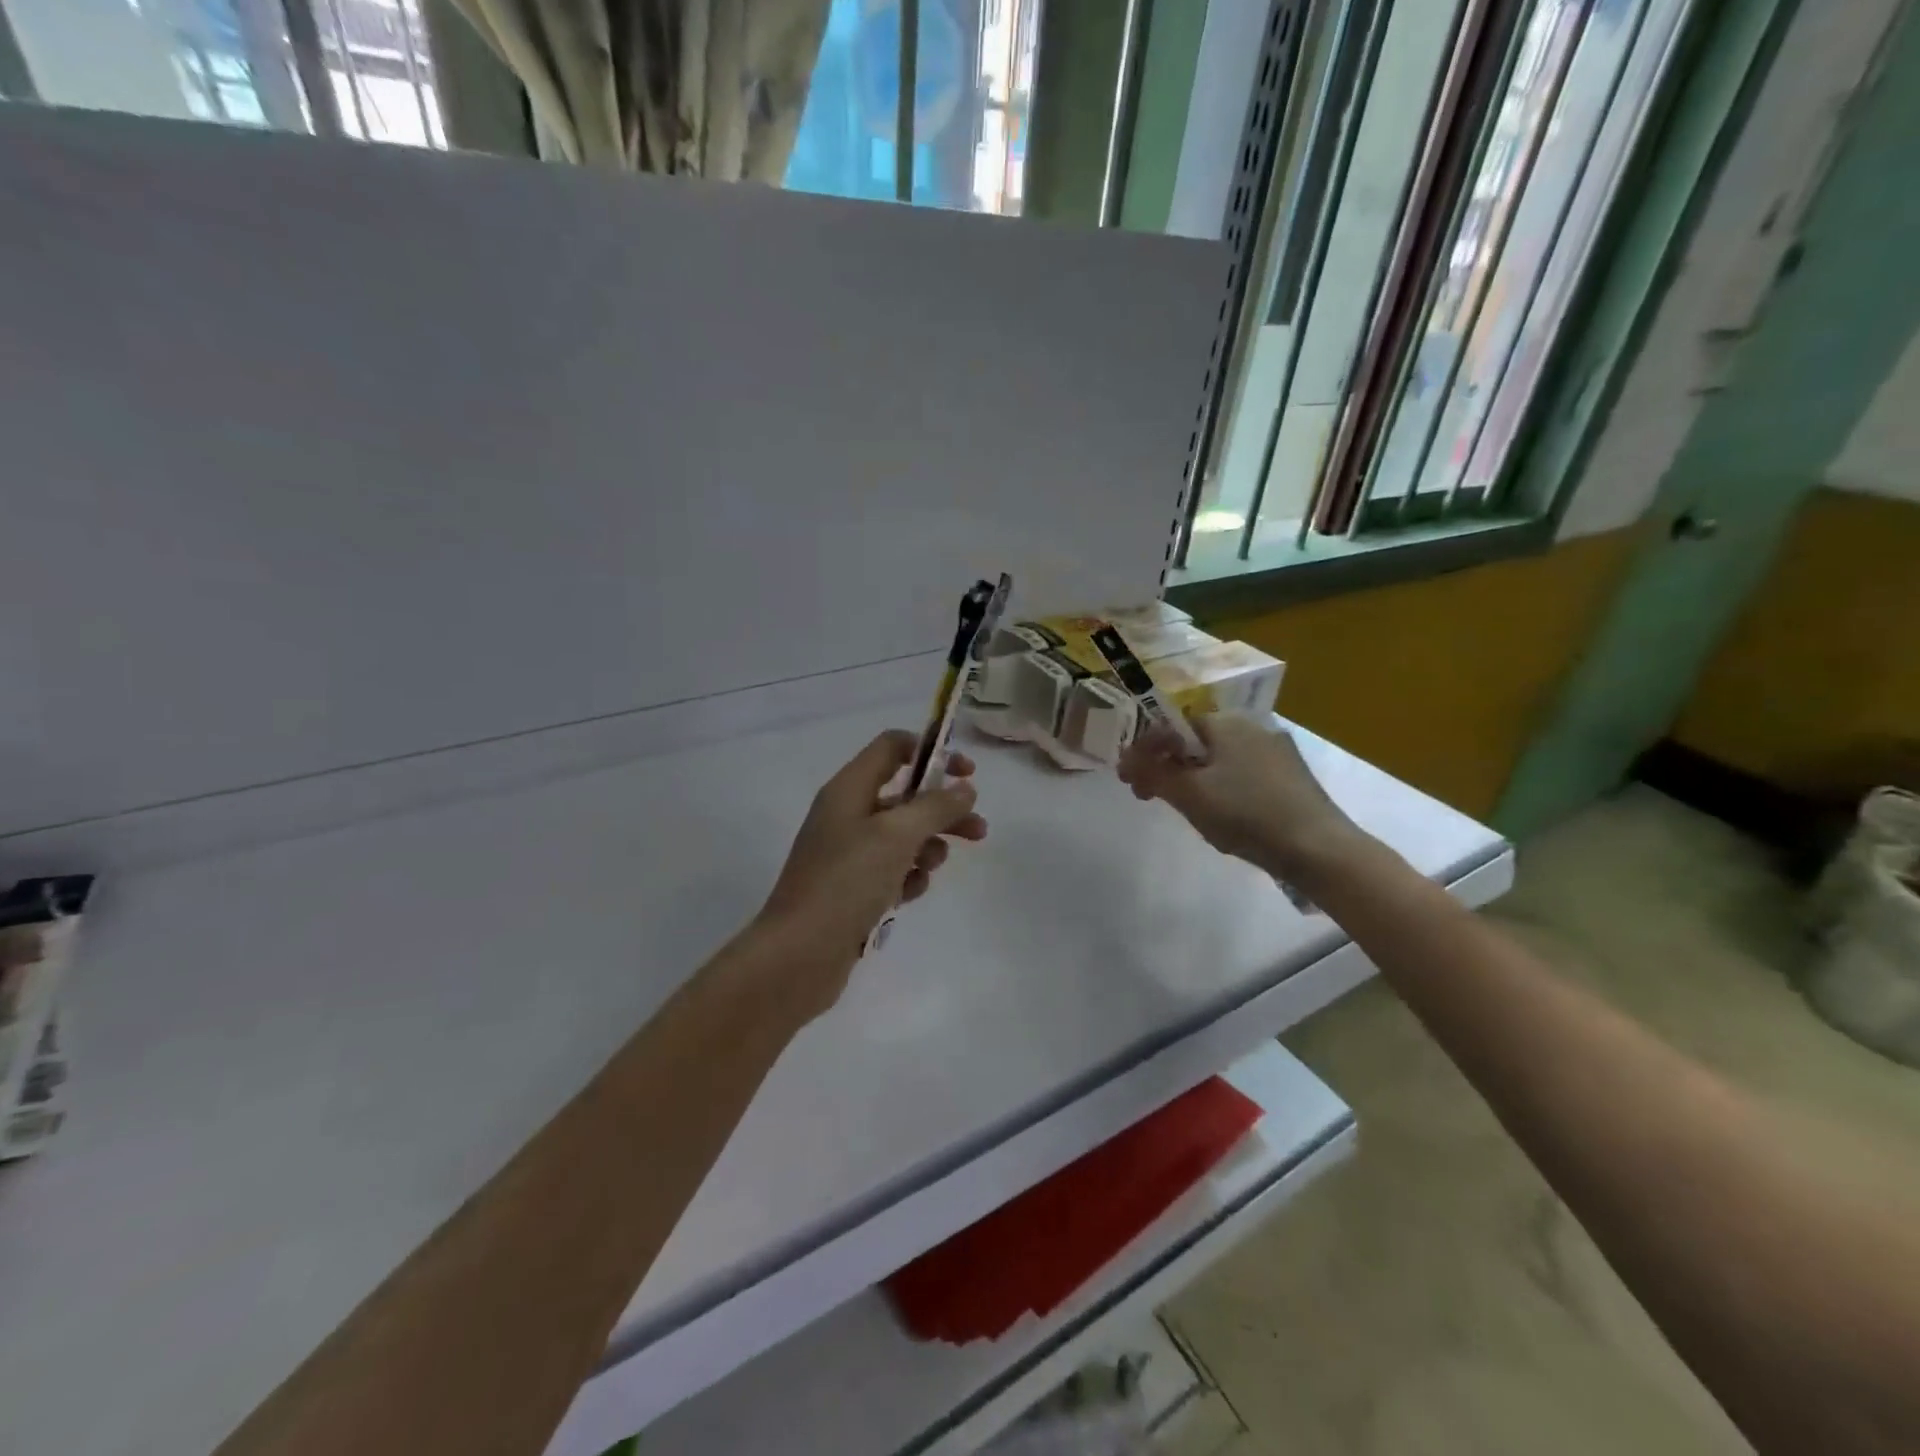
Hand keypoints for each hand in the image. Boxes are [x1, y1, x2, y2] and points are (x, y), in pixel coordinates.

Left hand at [755, 731, 988, 1004]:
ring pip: (902, 836)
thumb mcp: (897, 836)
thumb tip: (965, 788)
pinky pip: (891, 870)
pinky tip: (908, 896)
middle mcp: (847, 814)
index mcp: (849, 789)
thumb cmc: (847, 882)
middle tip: (977, 830)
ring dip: (927, 847)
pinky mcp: (852, 888)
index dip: (932, 752)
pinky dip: (906, 877)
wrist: (798, 955)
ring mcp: (848, 853)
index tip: (967, 774)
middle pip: (905, 795)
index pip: (893, 747)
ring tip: (931, 868)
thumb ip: (935, 807)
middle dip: (942, 810)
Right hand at [1117, 713, 1366, 883]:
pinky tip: (1224, 818)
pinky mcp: (1290, 777)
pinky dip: (1222, 790)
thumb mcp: (1189, 794)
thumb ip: (1152, 772)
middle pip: (1194, 743)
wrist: (1318, 848)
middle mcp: (1252, 727)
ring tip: (1188, 812)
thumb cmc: (1246, 813)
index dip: (1144, 751)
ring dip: (1193, 780)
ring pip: (1218, 761)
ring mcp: (1276, 751)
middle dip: (1167, 767)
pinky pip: (1242, 775)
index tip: (1129, 782)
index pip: (1171, 726)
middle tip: (1151, 798)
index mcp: (1226, 723)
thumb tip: (1125, 758)